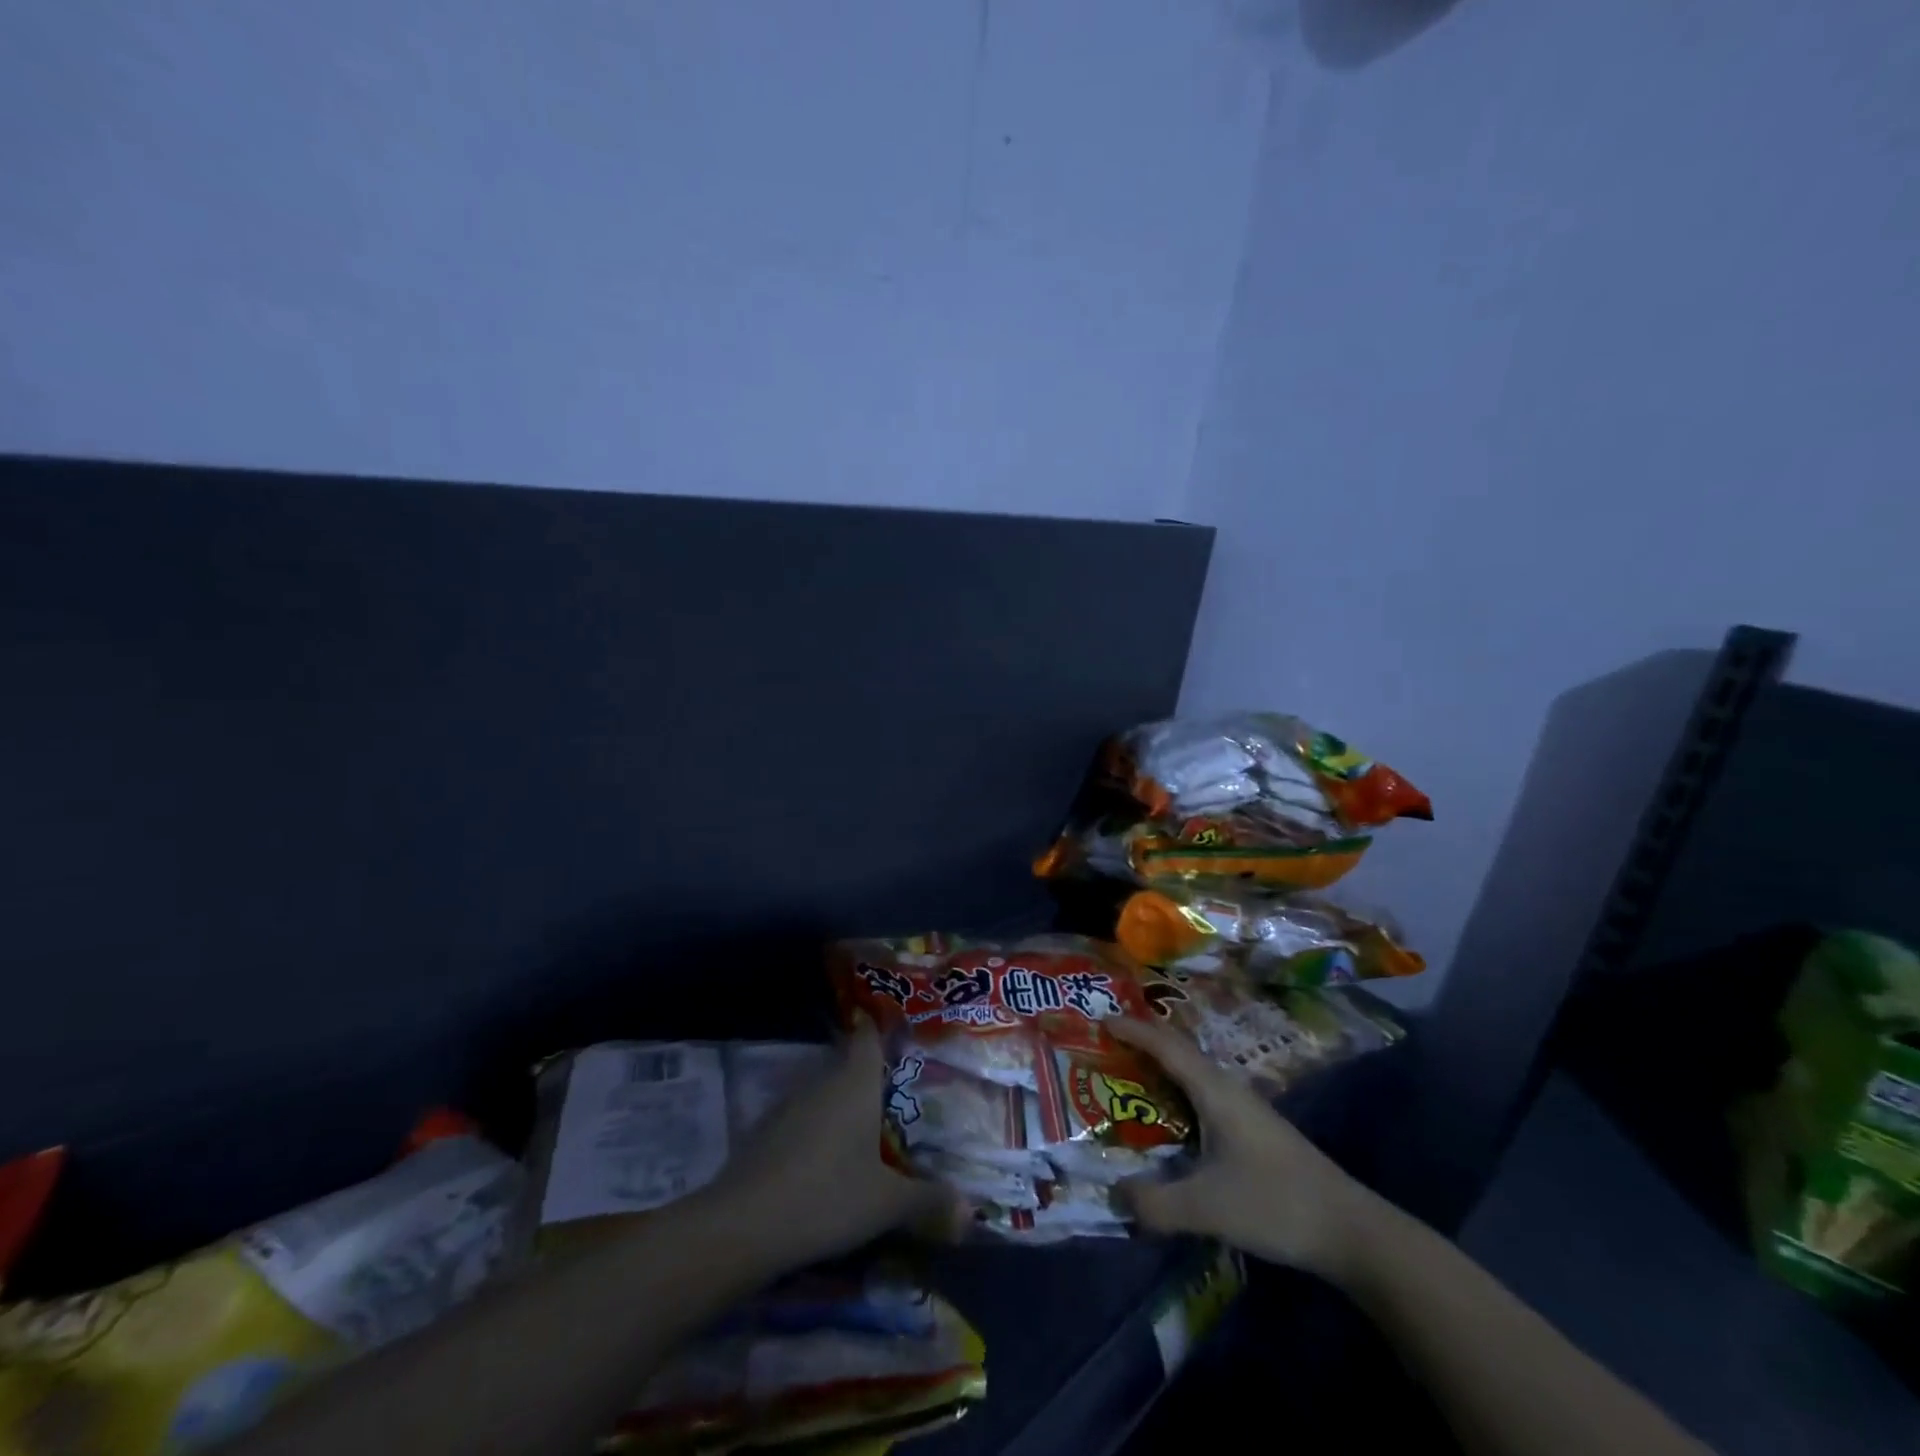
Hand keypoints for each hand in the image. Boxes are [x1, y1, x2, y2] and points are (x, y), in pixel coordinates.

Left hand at [703, 1020, 956, 1268]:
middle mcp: (821, 1082)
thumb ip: (929, 1201)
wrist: (742, 1225)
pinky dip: (816, 1129)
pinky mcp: (765, 1132)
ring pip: (823, 1092)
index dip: (882, 1028)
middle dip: (869, 1076)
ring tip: (866, 1129)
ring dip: (841, 1105)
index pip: (868, 1035)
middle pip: (847, 1064)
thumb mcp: (886, 1204)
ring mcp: (788, 1105)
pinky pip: (801, 1118)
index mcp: (855, 1082)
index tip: (900, 1031)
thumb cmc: (827, 1197)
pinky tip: (825, 1160)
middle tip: (897, 1094)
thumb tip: (972, 1210)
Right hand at [1108, 1017, 1387, 1279]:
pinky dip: (1177, 1094)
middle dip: (1143, 1043)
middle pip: (1179, 1052)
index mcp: (1214, 1091)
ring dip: (1161, 1069)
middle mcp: (1228, 1089)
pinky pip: (1203, 1096)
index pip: (1166, 1046)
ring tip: (1129, 1076)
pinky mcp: (1253, 1131)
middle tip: (1107, 1045)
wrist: (1350, 1230)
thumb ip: (1155, 1203)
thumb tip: (1115, 1195)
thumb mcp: (1207, 1208)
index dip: (1133, 1030)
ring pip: (1193, 1075)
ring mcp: (1245, 1109)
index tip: (1101, 1019)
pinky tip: (1169, 1119)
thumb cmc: (1275, 1204)